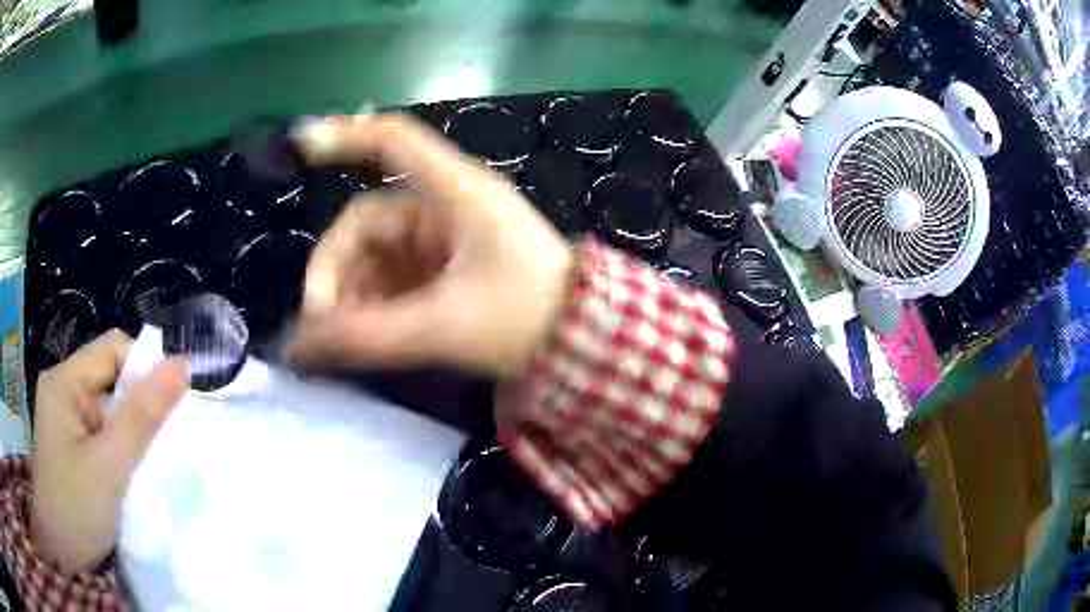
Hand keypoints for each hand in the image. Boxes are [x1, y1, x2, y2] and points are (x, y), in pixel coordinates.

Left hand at [31, 330, 187, 573]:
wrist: (60, 550)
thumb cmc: (75, 507)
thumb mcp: (109, 465)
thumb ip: (142, 416)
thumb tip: (182, 366)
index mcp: (66, 380)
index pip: (113, 350)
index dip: (143, 373)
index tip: (167, 414)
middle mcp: (63, 389)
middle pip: (110, 379)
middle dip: (136, 410)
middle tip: (155, 450)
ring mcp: (65, 418)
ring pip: (107, 410)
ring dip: (128, 435)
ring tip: (142, 469)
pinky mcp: (70, 444)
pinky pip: (101, 432)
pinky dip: (119, 450)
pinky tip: (126, 477)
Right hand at [288, 114, 573, 376]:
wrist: (582, 343)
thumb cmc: (526, 320)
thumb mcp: (445, 327)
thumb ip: (370, 336)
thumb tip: (300, 346)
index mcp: (457, 194)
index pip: (395, 140)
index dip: (346, 135)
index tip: (302, 145)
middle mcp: (444, 205)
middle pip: (366, 221)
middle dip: (336, 271)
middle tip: (319, 322)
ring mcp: (442, 237)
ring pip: (374, 254)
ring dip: (350, 293)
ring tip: (340, 338)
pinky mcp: (443, 265)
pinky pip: (392, 275)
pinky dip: (371, 302)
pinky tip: (362, 333)